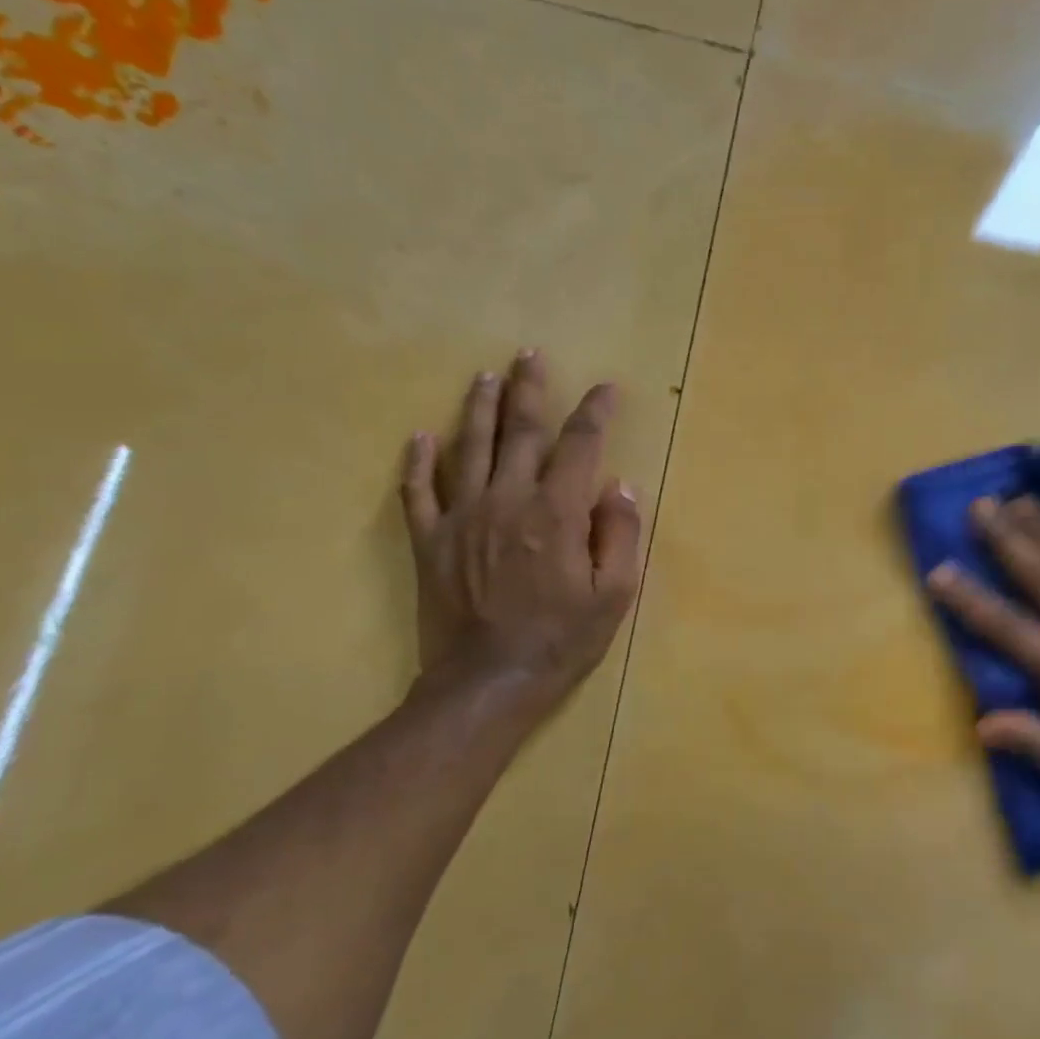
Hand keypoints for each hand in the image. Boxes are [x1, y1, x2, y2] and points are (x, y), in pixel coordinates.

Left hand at [399, 350, 641, 728]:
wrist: (486, 684)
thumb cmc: (560, 641)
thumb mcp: (614, 596)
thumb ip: (621, 535)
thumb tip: (620, 488)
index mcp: (556, 512)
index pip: (580, 445)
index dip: (595, 412)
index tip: (606, 389)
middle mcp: (507, 500)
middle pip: (520, 431)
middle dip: (529, 390)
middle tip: (529, 355)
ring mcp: (462, 517)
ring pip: (469, 447)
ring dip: (478, 408)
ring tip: (485, 377)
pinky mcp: (429, 541)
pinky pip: (418, 491)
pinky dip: (418, 462)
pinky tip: (420, 437)